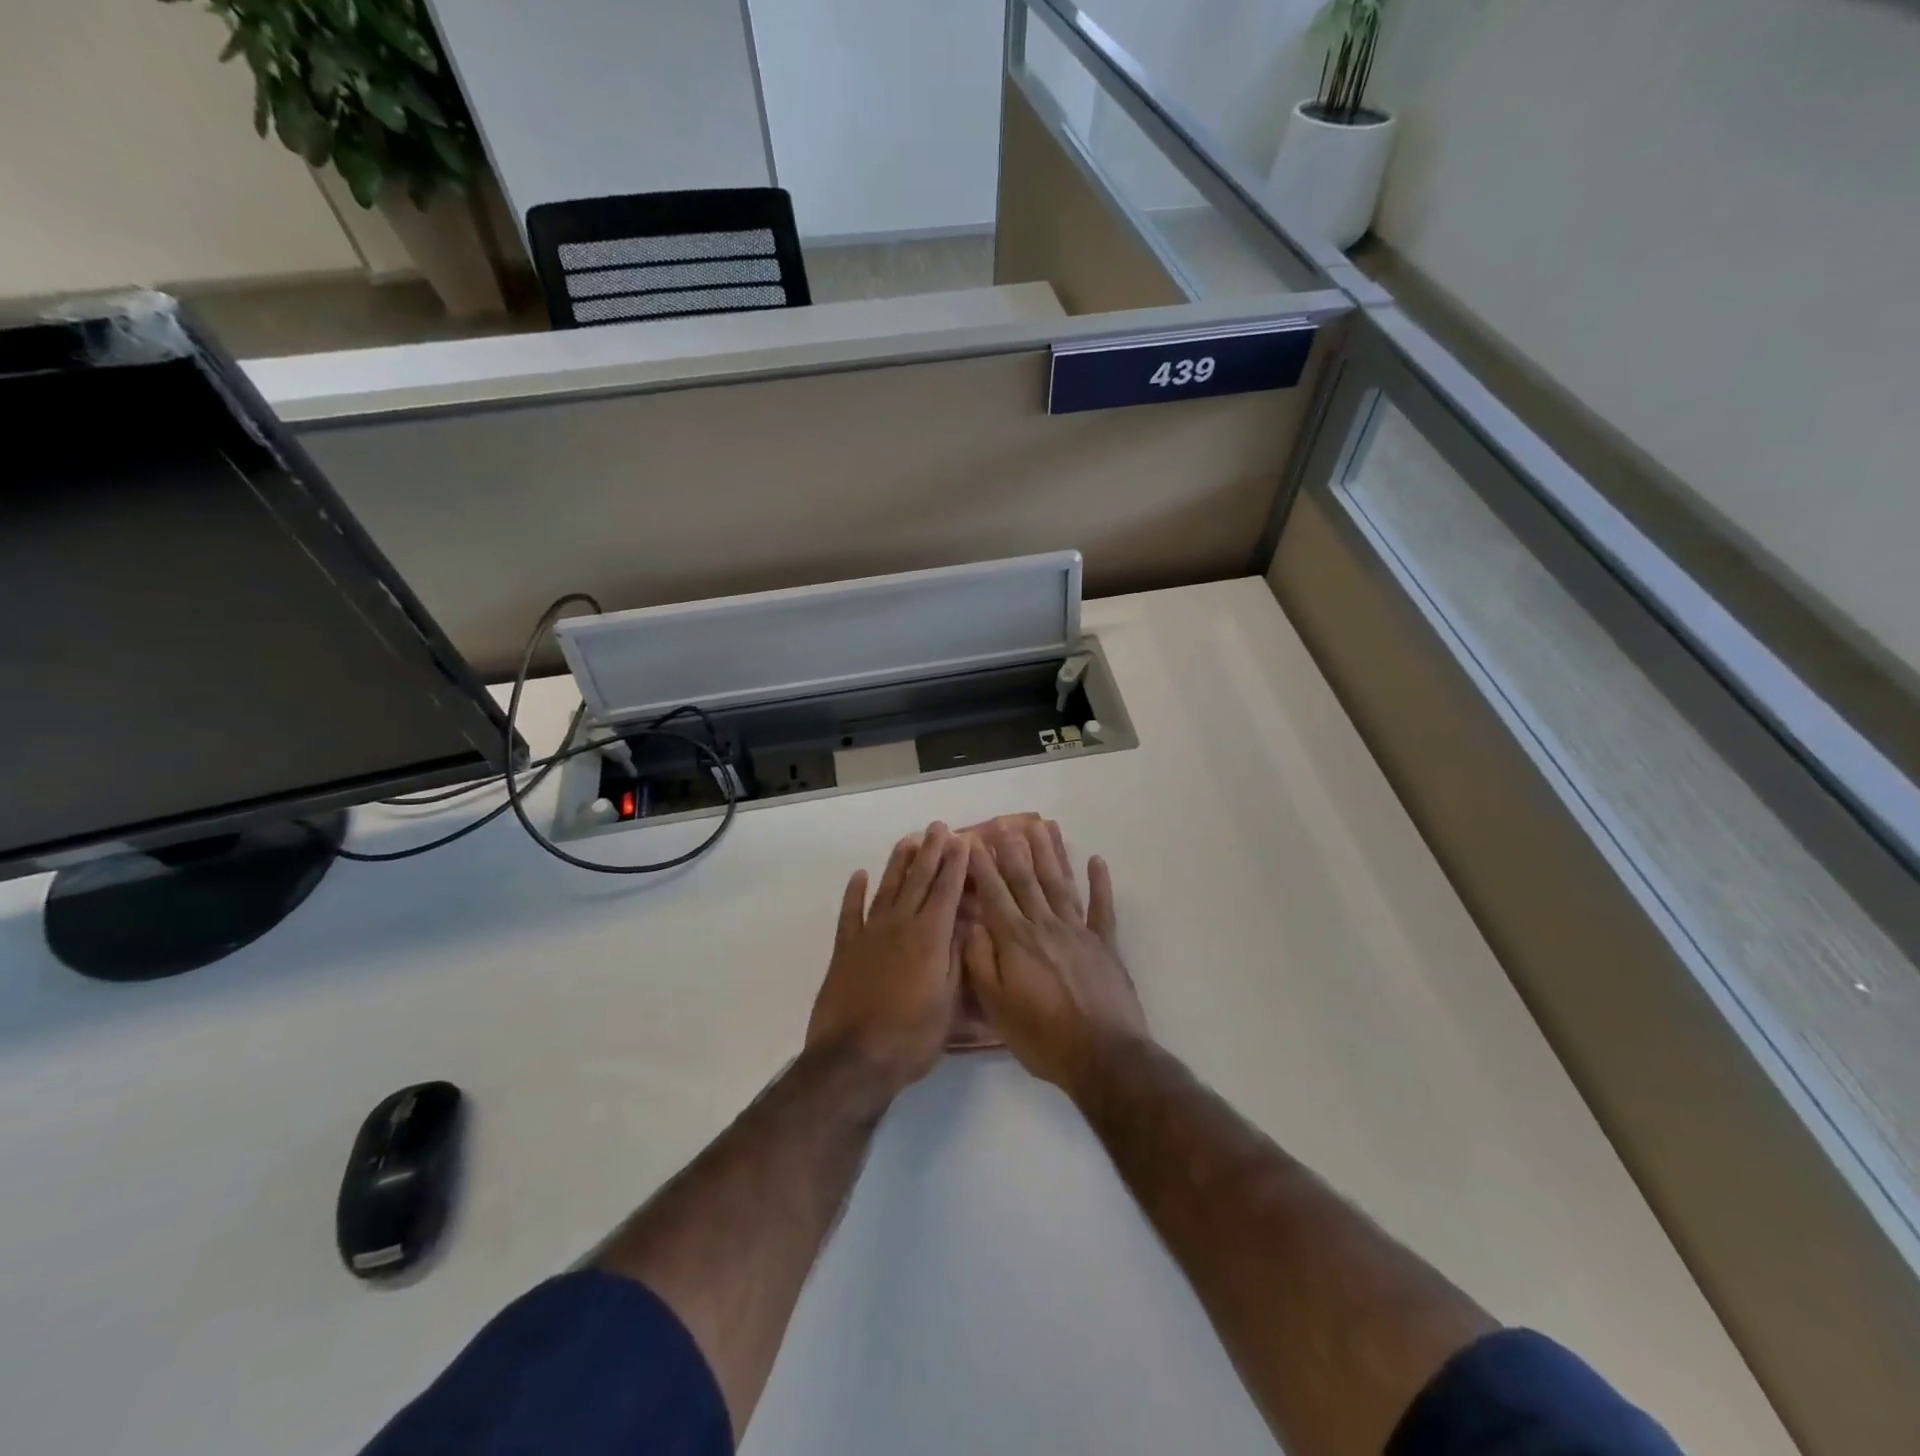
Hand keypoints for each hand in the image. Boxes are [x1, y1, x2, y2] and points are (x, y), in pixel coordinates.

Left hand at [806, 823, 968, 1097]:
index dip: (955, 865)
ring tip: (908, 840)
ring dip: (898, 863)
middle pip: (918, 881)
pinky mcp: (845, 949)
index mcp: (930, 938)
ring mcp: (869, 935)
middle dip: (930, 852)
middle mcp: (900, 926)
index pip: (946, 892)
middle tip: (938, 827)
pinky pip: (850, 913)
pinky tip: (859, 875)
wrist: (854, 1060)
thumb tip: (964, 923)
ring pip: (887, 889)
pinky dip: (854, 892)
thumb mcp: (948, 1002)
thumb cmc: (911, 1037)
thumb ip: (956, 958)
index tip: (962, 840)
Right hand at [963, 818, 1146, 1094]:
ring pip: (1060, 884)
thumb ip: (981, 963)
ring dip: (1051, 854)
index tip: (973, 841)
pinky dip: (1100, 883)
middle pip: (1027, 880)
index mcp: (1016, 941)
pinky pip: (1102, 907)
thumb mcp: (997, 1007)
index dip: (983, 867)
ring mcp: (1079, 932)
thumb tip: (971, 925)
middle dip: (1014, 850)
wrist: (1103, 1057)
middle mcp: (1046, 926)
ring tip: (1043, 827)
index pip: (995, 894)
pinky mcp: (1106, 945)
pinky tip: (1097, 861)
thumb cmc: (1043, 1037)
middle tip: (1006, 822)